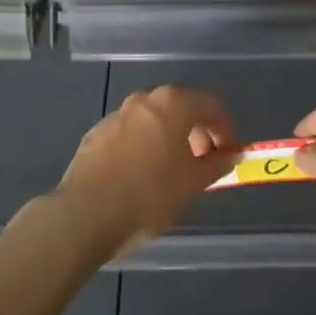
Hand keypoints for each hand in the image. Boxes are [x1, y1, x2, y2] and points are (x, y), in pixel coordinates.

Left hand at [57, 86, 238, 254]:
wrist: (85, 215)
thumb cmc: (149, 195)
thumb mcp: (193, 183)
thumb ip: (217, 163)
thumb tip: (230, 154)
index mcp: (172, 103)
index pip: (211, 104)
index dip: (225, 128)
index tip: (227, 155)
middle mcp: (144, 99)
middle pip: (181, 106)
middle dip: (197, 131)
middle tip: (203, 162)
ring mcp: (116, 114)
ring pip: (153, 119)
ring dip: (169, 138)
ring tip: (172, 171)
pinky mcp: (96, 134)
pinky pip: (130, 133)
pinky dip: (144, 146)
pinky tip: (141, 176)